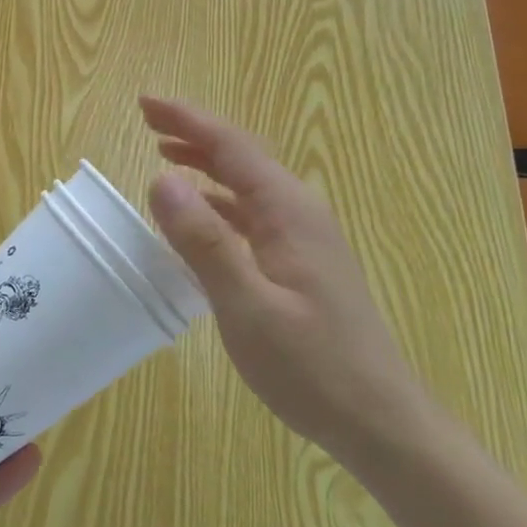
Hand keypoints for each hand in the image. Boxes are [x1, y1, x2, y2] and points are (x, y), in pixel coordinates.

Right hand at [140, 95, 430, 465]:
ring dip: (205, 164)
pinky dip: (218, 201)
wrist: (382, 424)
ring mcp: (303, 238)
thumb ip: (203, 241)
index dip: (186, 119)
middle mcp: (299, 212)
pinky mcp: (301, 263)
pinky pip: (251, 214)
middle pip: (241, 157)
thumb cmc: (313, 367)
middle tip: (148, 121)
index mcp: (288, 211)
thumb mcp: (247, 306)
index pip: (231, 146)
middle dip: (194, 133)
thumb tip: (161, 180)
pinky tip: (198, 215)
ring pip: (247, 184)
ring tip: (164, 154)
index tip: (145, 102)